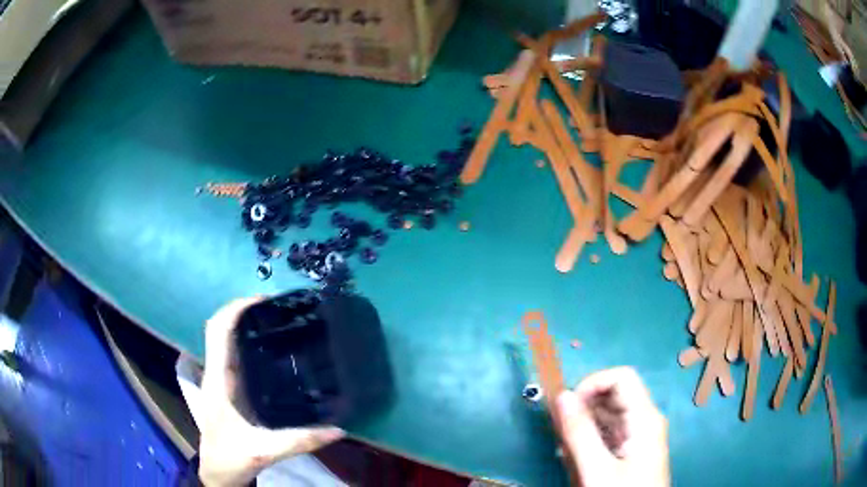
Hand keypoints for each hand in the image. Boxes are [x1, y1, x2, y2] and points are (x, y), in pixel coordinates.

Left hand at [198, 297, 344, 485]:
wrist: (218, 471)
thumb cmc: (232, 456)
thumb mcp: (266, 450)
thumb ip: (301, 440)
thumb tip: (339, 428)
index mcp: (219, 380)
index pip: (218, 331)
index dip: (236, 309)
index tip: (264, 300)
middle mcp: (216, 372)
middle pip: (220, 328)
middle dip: (242, 311)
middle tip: (276, 308)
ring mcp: (220, 379)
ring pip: (224, 339)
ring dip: (243, 323)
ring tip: (276, 320)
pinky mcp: (227, 387)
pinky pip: (232, 353)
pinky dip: (245, 341)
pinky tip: (269, 349)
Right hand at [556, 367, 668, 486]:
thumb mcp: (597, 469)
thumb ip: (580, 432)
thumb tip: (562, 396)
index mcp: (645, 418)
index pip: (621, 378)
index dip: (593, 384)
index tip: (567, 408)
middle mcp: (646, 420)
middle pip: (615, 395)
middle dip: (585, 407)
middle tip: (562, 433)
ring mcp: (641, 436)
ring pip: (610, 415)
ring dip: (585, 426)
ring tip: (566, 449)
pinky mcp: (633, 450)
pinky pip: (611, 434)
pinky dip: (591, 439)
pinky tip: (577, 458)